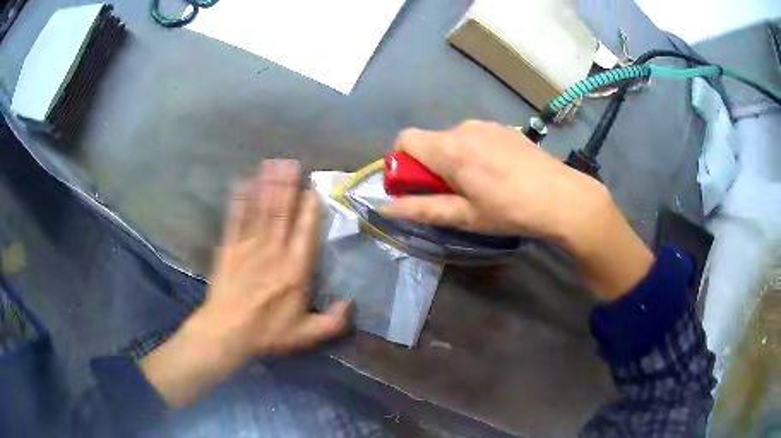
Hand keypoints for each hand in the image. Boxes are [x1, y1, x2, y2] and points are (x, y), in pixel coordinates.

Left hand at [141, 160, 350, 408]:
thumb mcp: (305, 334)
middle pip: (281, 212)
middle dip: (288, 185)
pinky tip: (242, 183)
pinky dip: (239, 200)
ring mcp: (249, 247)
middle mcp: (273, 251)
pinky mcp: (229, 248)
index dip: (310, 207)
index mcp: (295, 270)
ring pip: (261, 210)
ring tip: (272, 163)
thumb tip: (352, 303)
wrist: (226, 331)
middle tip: (293, 162)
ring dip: (267, 185)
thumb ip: (333, 321)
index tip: (313, 187)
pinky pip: (235, 219)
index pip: (305, 231)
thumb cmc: (267, 332)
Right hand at [382, 121, 653, 300]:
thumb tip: (386, 207)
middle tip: (454, 195)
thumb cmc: (511, 211)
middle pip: (430, 141)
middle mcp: (464, 128)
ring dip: (454, 160)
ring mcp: (487, 125)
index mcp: (450, 148)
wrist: (564, 198)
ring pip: (454, 140)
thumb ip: (422, 209)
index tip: (416, 187)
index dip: (401, 163)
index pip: (405, 140)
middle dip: (431, 166)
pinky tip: (499, 174)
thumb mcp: (465, 216)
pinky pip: (476, 137)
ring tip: (481, 186)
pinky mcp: (505, 128)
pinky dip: (474, 153)